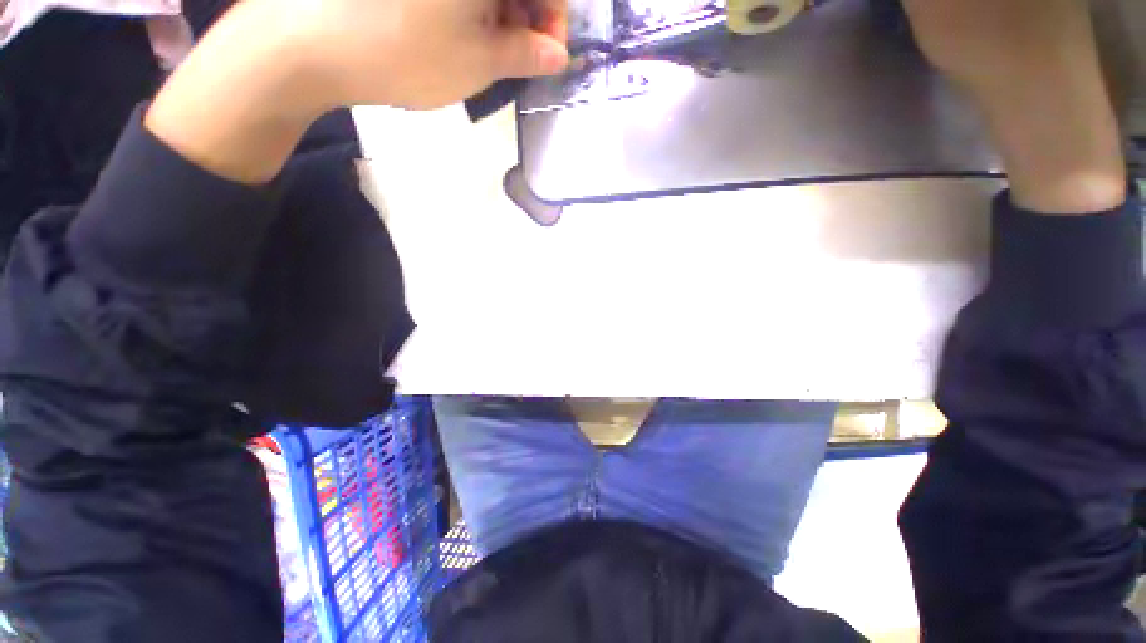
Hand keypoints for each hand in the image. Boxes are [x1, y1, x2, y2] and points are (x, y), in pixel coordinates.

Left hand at [293, 0, 569, 108]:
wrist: (316, 44)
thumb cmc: (408, 54)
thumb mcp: (479, 63)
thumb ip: (526, 55)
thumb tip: (559, 55)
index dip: (555, 17)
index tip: (549, 54)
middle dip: (529, 14)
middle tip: (521, 55)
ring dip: (502, 11)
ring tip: (493, 48)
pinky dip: (474, 5)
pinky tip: (467, 29)